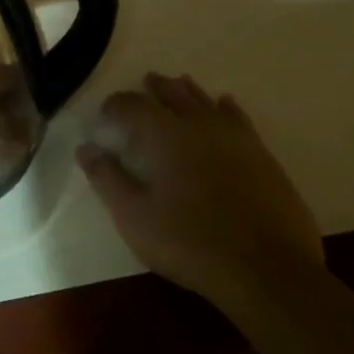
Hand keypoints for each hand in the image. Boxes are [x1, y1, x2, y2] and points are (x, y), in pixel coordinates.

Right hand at [78, 72, 321, 301]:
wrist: (268, 271)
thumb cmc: (190, 243)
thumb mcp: (134, 217)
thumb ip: (107, 179)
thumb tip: (85, 148)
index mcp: (165, 136)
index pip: (133, 106)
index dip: (116, 105)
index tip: (105, 114)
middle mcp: (200, 126)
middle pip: (174, 95)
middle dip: (156, 88)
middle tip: (146, 82)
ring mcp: (236, 139)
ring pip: (207, 102)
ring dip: (189, 91)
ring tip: (179, 84)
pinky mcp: (263, 157)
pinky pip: (239, 119)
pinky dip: (226, 108)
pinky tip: (225, 105)